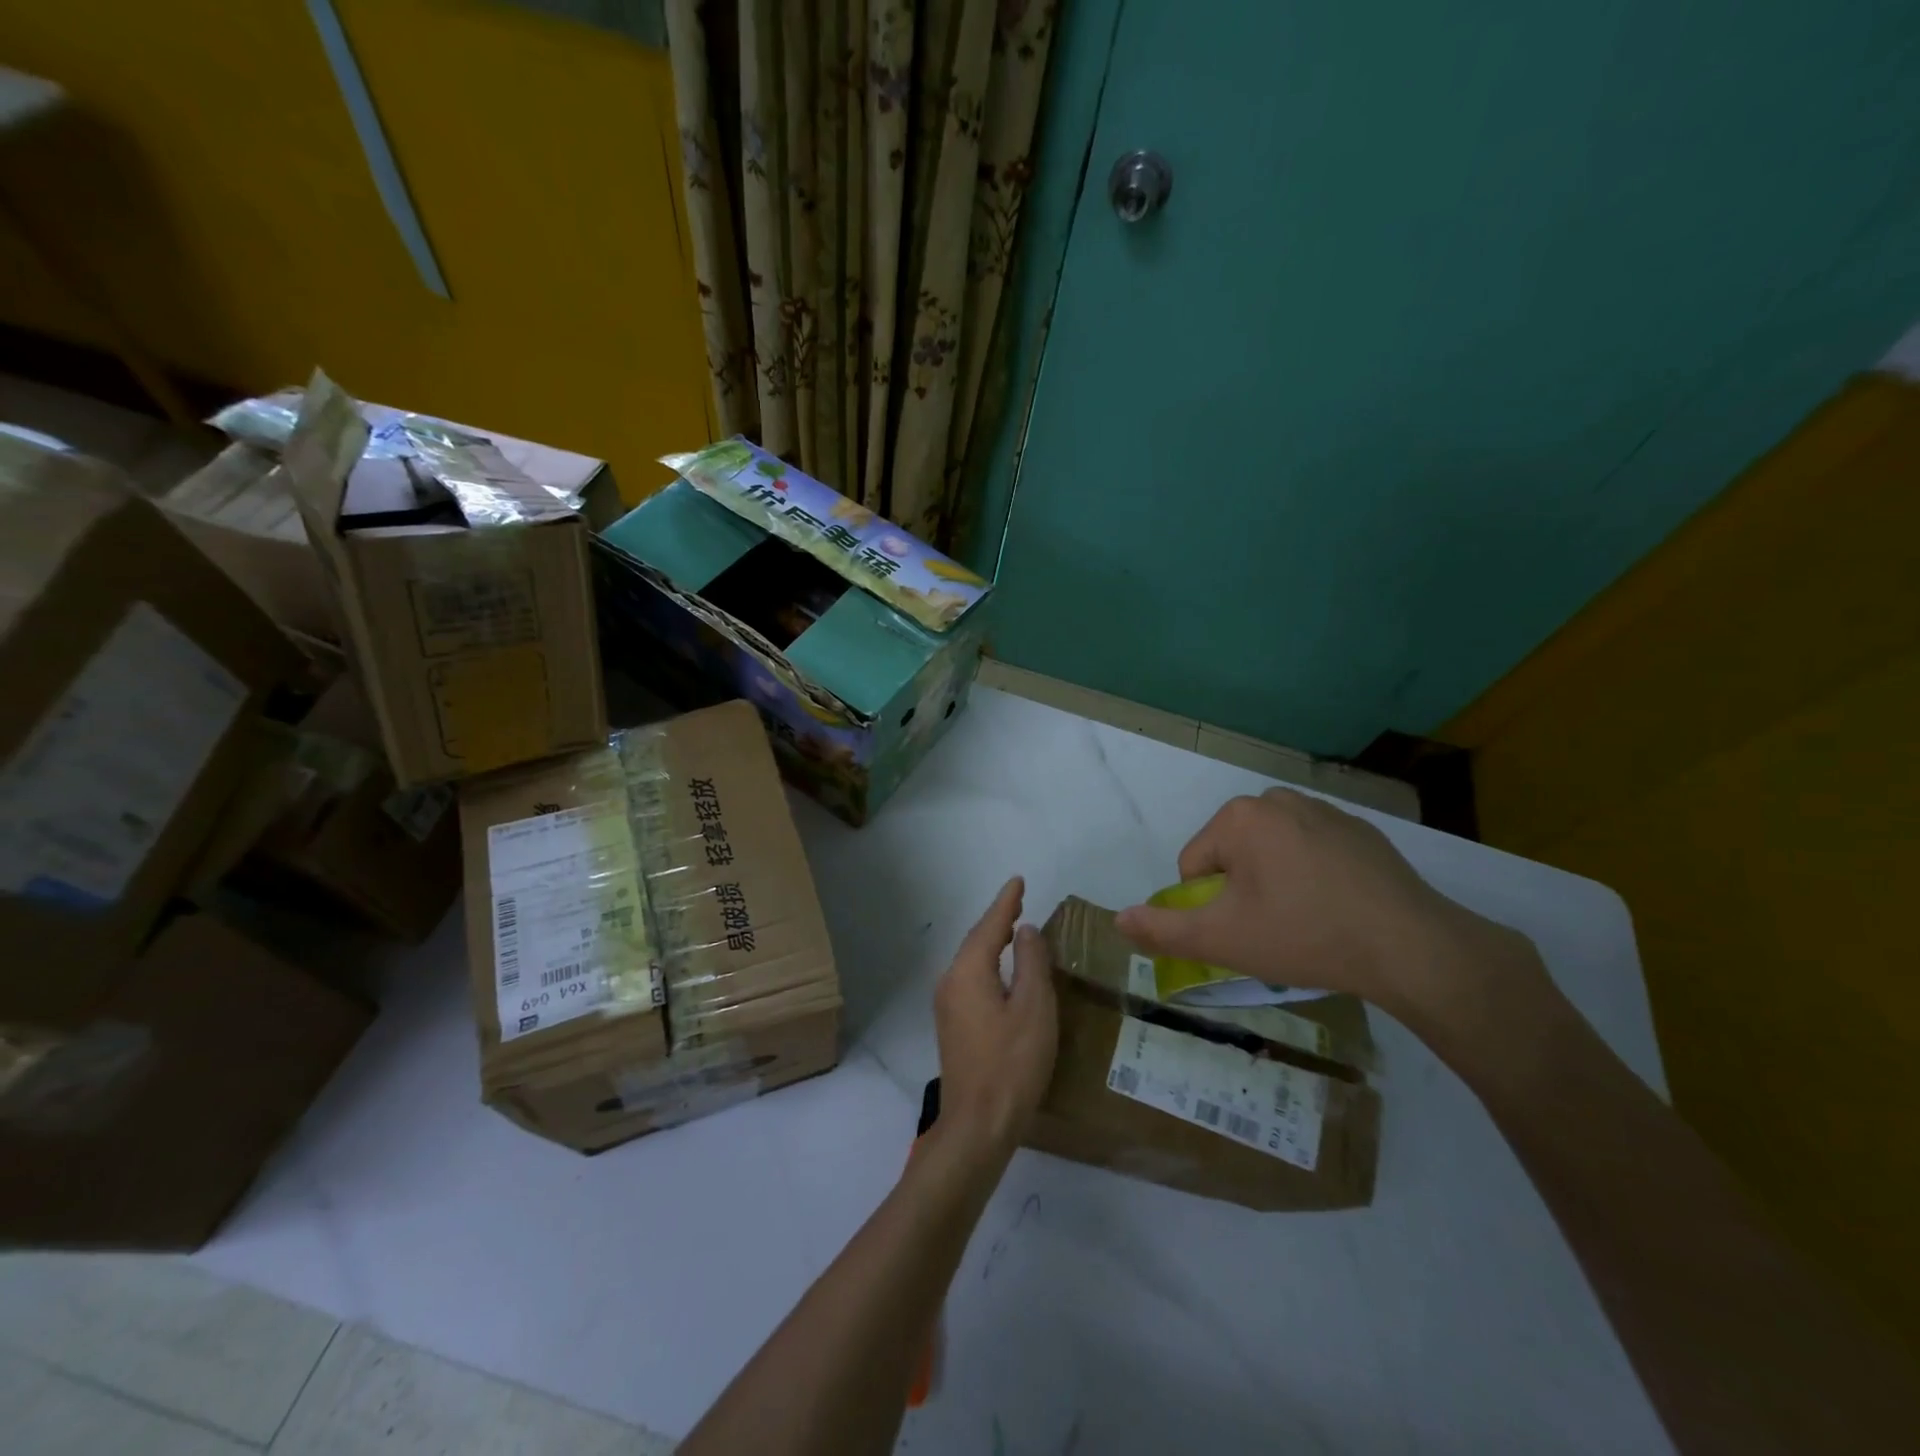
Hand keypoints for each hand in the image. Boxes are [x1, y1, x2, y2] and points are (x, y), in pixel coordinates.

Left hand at [933, 877, 1056, 1160]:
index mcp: (968, 972)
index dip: (1006, 902)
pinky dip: (988, 964)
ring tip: (1014, 928)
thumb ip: (1031, 963)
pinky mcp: (952, 1025)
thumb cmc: (1012, 1063)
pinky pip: (970, 979)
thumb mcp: (1033, 1008)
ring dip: (992, 942)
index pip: (990, 925)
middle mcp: (950, 981)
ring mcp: (947, 1005)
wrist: (977, 1126)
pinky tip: (1002, 971)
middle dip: (998, 919)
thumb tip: (1025, 930)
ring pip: (972, 961)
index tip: (1018, 880)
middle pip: (976, 940)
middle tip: (1019, 900)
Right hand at [1115, 788, 1530, 1020]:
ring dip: (1275, 882)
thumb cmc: (1304, 935)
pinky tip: (1338, 907)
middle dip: (1243, 891)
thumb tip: (1117, 919)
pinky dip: (1313, 876)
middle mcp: (1277, 799)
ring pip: (1272, 852)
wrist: (1411, 947)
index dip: (1211, 905)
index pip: (1194, 865)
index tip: (1247, 930)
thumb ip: (1163, 929)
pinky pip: (1312, 852)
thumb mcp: (1223, 939)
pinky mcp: (1361, 830)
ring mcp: (1324, 810)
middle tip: (1276, 928)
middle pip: (1232, 854)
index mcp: (1240, 817)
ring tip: (1308, 920)